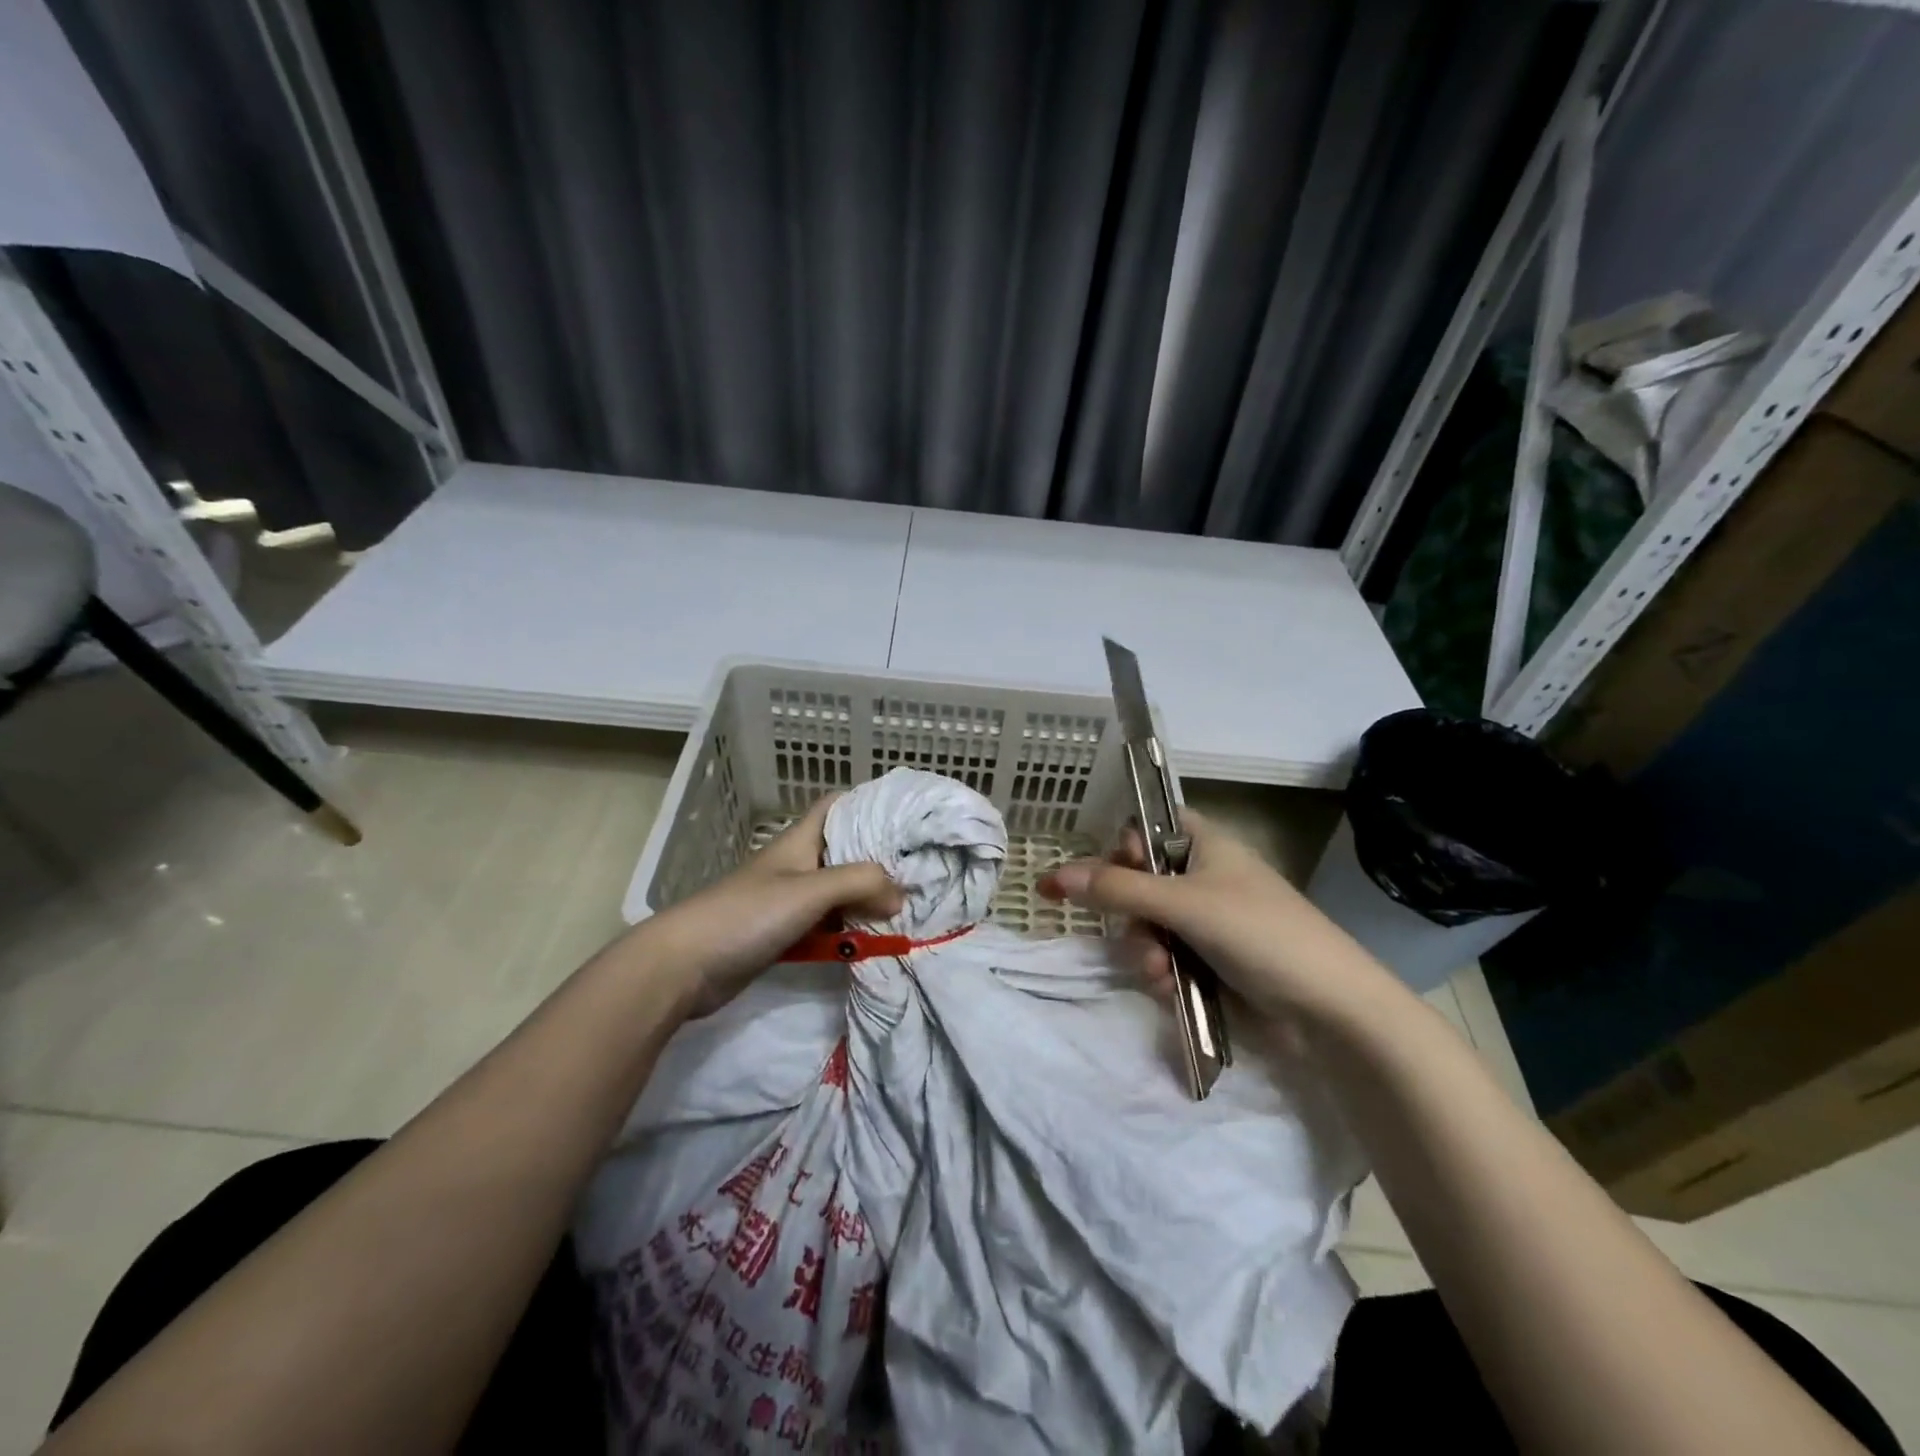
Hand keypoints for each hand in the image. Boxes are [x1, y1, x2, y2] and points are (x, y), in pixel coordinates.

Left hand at [639, 795, 900, 1016]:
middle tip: (919, 871)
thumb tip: (900, 894)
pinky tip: (871, 941)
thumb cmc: (747, 914)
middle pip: (845, 852)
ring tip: (907, 908)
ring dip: (866, 900)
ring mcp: (788, 901)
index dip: (871, 805)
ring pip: (838, 893)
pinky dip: (847, 931)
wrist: (684, 966)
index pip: (838, 806)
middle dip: (879, 860)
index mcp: (800, 841)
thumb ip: (860, 883)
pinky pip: (825, 926)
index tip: (908, 817)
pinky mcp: (783, 934)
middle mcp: (797, 865)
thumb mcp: (810, 891)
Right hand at [1037, 808, 1389, 1024]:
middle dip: (1129, 913)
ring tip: (1159, 972)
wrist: (1330, 1009)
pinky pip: (1165, 957)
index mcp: (1205, 845)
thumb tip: (1054, 876)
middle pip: (1139, 882)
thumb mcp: (1184, 904)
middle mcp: (1203, 877)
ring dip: (1143, 949)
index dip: (1125, 848)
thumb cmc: (1259, 933)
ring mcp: (1207, 922)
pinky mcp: (1210, 961)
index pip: (1148, 828)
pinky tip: (1168, 988)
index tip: (1110, 872)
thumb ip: (1118, 890)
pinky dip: (1161, 972)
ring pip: (1147, 925)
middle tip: (1135, 930)